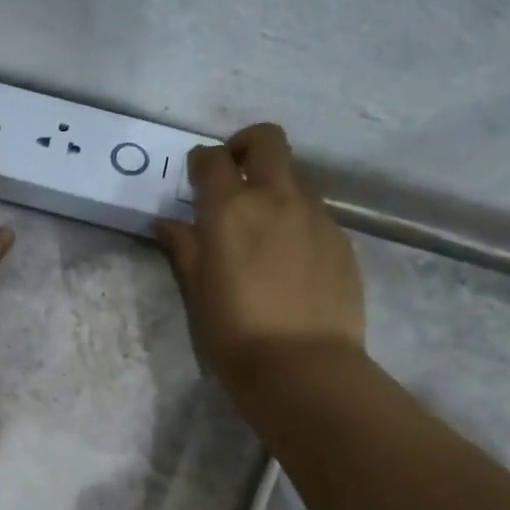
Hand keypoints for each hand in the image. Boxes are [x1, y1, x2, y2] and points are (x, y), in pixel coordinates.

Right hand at [153, 123, 363, 387]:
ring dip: (275, 188)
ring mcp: (316, 217)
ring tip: (263, 230)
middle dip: (246, 146)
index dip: (202, 162)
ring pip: (295, 179)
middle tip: (234, 175)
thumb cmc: (235, 334)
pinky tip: (290, 260)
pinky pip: (316, 214)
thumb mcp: (198, 292)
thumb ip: (184, 248)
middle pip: (267, 141)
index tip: (196, 177)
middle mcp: (277, 199)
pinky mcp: (342, 240)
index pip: (213, 160)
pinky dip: (297, 221)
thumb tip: (168, 224)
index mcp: (231, 210)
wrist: (303, 368)